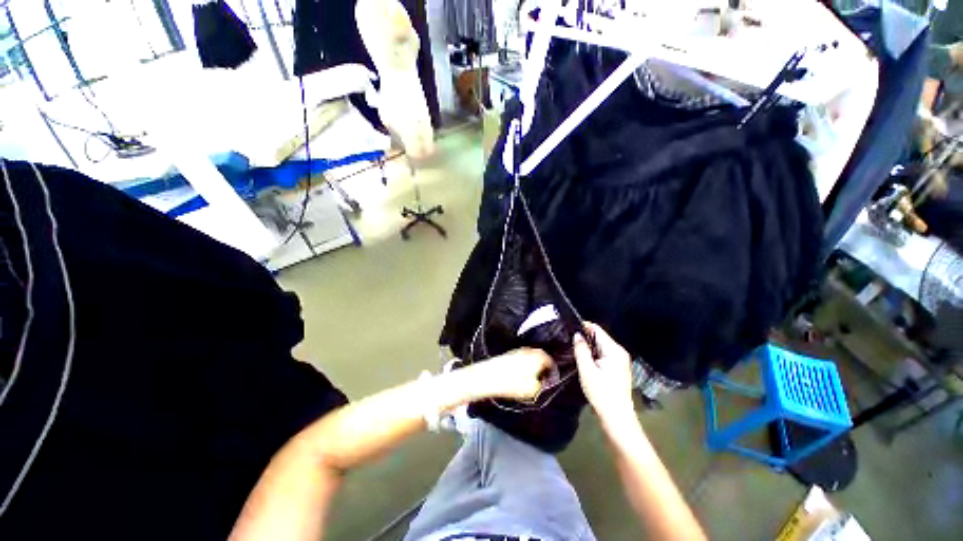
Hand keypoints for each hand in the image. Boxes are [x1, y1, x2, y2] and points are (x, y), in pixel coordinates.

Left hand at [472, 348, 552, 400]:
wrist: (489, 376)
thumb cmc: (514, 383)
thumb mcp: (534, 389)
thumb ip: (544, 385)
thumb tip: (544, 383)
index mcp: (539, 356)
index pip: (552, 362)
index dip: (552, 373)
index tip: (550, 381)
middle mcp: (530, 350)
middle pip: (541, 359)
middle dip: (542, 369)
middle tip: (541, 381)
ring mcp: (519, 350)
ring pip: (530, 359)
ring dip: (532, 367)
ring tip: (529, 380)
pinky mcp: (509, 354)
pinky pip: (521, 359)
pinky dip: (523, 366)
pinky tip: (518, 376)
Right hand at [574, 323, 633, 422]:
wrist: (617, 417)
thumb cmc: (601, 393)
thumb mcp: (587, 370)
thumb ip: (581, 350)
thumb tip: (577, 334)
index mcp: (614, 350)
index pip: (597, 329)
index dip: (583, 326)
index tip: (569, 328)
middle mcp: (620, 351)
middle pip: (600, 337)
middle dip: (585, 337)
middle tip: (568, 340)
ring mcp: (621, 360)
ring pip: (601, 346)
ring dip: (589, 346)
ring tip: (574, 348)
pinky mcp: (618, 367)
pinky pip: (604, 354)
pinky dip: (594, 354)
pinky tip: (585, 360)